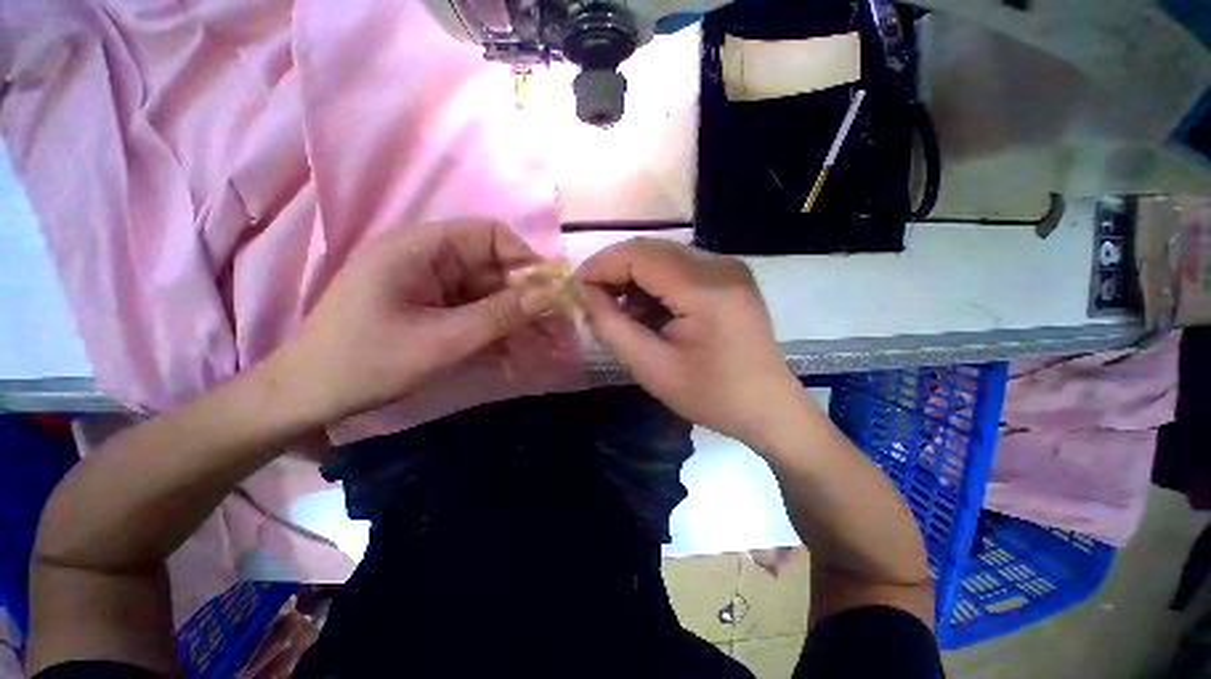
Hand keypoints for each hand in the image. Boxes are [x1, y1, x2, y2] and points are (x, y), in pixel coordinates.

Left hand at [270, 220, 562, 424]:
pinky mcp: (431, 308)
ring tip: (540, 350)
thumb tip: (550, 293)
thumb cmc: (367, 363)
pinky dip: (494, 332)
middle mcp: (428, 259)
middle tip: (554, 330)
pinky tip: (510, 358)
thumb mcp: (443, 341)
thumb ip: (500, 315)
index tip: (549, 293)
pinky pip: (474, 312)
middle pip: (493, 267)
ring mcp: (430, 285)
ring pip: (488, 294)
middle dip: (526, 299)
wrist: (307, 397)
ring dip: (514, 321)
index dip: (525, 260)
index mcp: (420, 248)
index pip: (490, 235)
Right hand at [575, 238, 808, 447]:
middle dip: (614, 271)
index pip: (639, 255)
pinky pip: (680, 269)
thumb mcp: (651, 368)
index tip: (576, 289)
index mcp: (705, 288)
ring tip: (620, 312)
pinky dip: (655, 284)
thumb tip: (584, 294)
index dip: (601, 265)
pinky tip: (648, 312)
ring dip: (634, 279)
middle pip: (651, 250)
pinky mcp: (729, 278)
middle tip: (593, 301)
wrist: (769, 409)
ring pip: (664, 257)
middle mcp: (720, 266)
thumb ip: (611, 327)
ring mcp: (729, 269)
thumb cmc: (711, 396)